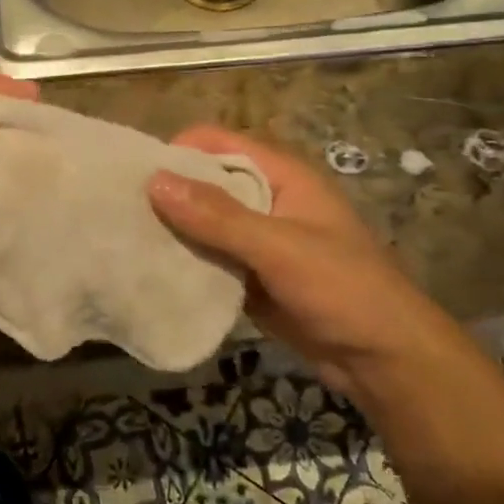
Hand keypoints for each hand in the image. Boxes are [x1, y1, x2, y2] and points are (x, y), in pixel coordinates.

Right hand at [148, 127, 440, 401]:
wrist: (384, 360)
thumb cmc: (342, 288)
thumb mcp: (279, 247)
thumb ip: (219, 217)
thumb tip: (155, 181)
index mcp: (280, 175)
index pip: (218, 143)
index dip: (178, 151)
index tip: (134, 174)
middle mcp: (266, 199)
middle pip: (206, 182)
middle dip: (168, 193)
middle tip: (120, 211)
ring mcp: (258, 240)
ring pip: (204, 224)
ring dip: (173, 231)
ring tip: (125, 241)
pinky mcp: (251, 276)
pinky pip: (210, 259)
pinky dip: (185, 262)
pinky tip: (151, 273)